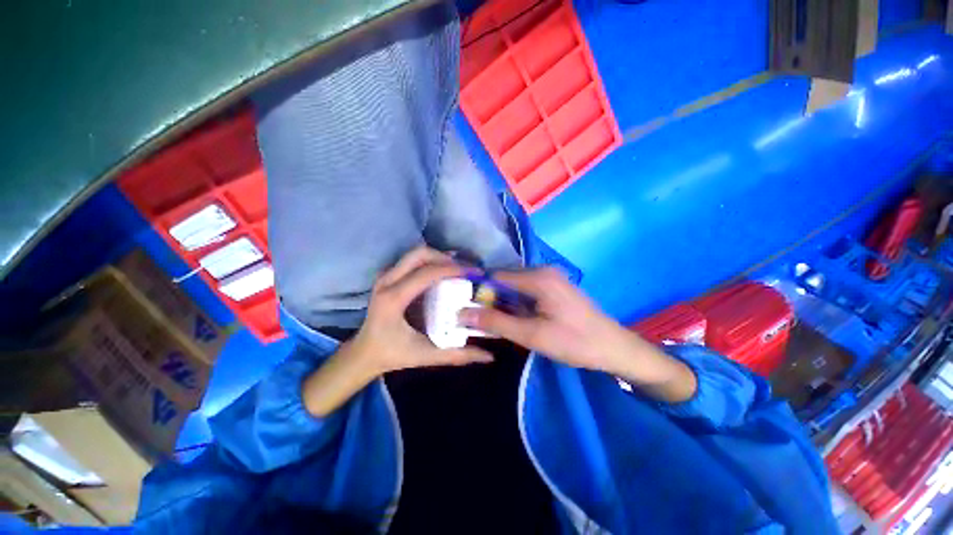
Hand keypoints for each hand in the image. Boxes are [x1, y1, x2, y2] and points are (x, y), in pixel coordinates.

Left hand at [303, 246, 492, 416]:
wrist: (364, 353)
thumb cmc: (393, 355)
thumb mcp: (427, 356)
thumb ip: (458, 356)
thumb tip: (489, 356)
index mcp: (393, 299)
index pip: (427, 273)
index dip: (454, 269)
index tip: (475, 273)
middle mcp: (387, 281)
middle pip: (419, 254)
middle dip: (445, 257)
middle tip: (465, 270)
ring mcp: (385, 276)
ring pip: (415, 254)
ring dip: (438, 257)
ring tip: (457, 269)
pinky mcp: (387, 276)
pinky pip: (411, 260)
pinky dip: (429, 261)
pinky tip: (442, 272)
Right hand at [459, 268, 696, 401]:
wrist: (614, 348)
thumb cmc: (574, 342)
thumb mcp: (532, 335)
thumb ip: (496, 323)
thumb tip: (462, 314)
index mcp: (538, 277)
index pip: (495, 275)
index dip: (478, 290)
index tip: (465, 307)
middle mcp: (542, 270)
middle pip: (504, 279)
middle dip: (490, 297)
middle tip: (478, 318)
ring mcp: (550, 277)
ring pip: (514, 285)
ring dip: (502, 301)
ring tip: (493, 320)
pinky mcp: (554, 286)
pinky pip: (526, 289)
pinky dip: (515, 302)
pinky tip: (514, 317)